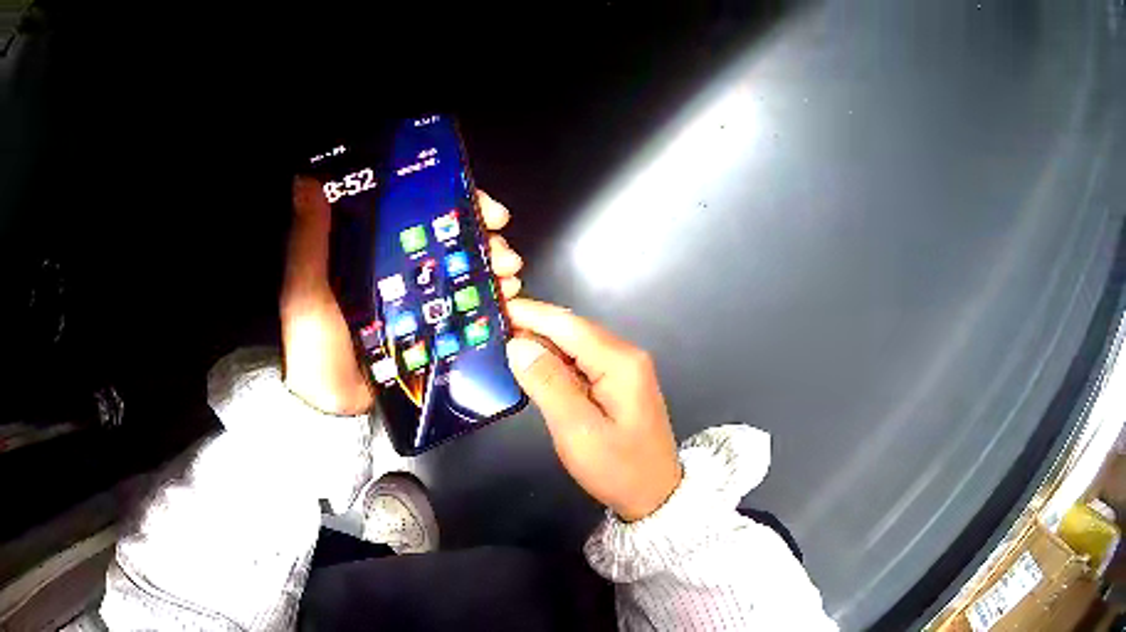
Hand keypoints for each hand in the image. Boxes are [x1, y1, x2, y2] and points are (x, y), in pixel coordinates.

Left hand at [282, 177, 523, 414]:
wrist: (326, 407)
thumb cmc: (309, 346)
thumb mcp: (306, 289)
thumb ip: (309, 241)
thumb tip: (305, 183)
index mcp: (366, 251)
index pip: (413, 213)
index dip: (449, 201)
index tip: (478, 203)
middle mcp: (393, 270)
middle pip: (445, 240)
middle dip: (480, 236)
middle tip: (500, 243)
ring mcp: (412, 301)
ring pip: (459, 272)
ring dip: (490, 266)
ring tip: (508, 274)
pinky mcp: (425, 331)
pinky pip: (460, 309)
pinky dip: (486, 302)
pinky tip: (505, 300)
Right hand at [504, 299, 681, 521]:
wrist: (655, 497)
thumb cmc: (619, 469)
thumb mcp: (578, 431)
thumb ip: (547, 384)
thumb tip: (517, 344)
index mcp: (620, 362)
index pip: (567, 324)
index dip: (529, 313)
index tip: (493, 306)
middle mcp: (625, 356)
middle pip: (571, 330)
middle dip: (531, 325)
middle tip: (489, 326)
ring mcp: (624, 369)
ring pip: (574, 345)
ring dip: (540, 342)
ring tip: (500, 342)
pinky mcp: (618, 384)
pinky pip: (581, 362)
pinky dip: (554, 361)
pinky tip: (531, 366)